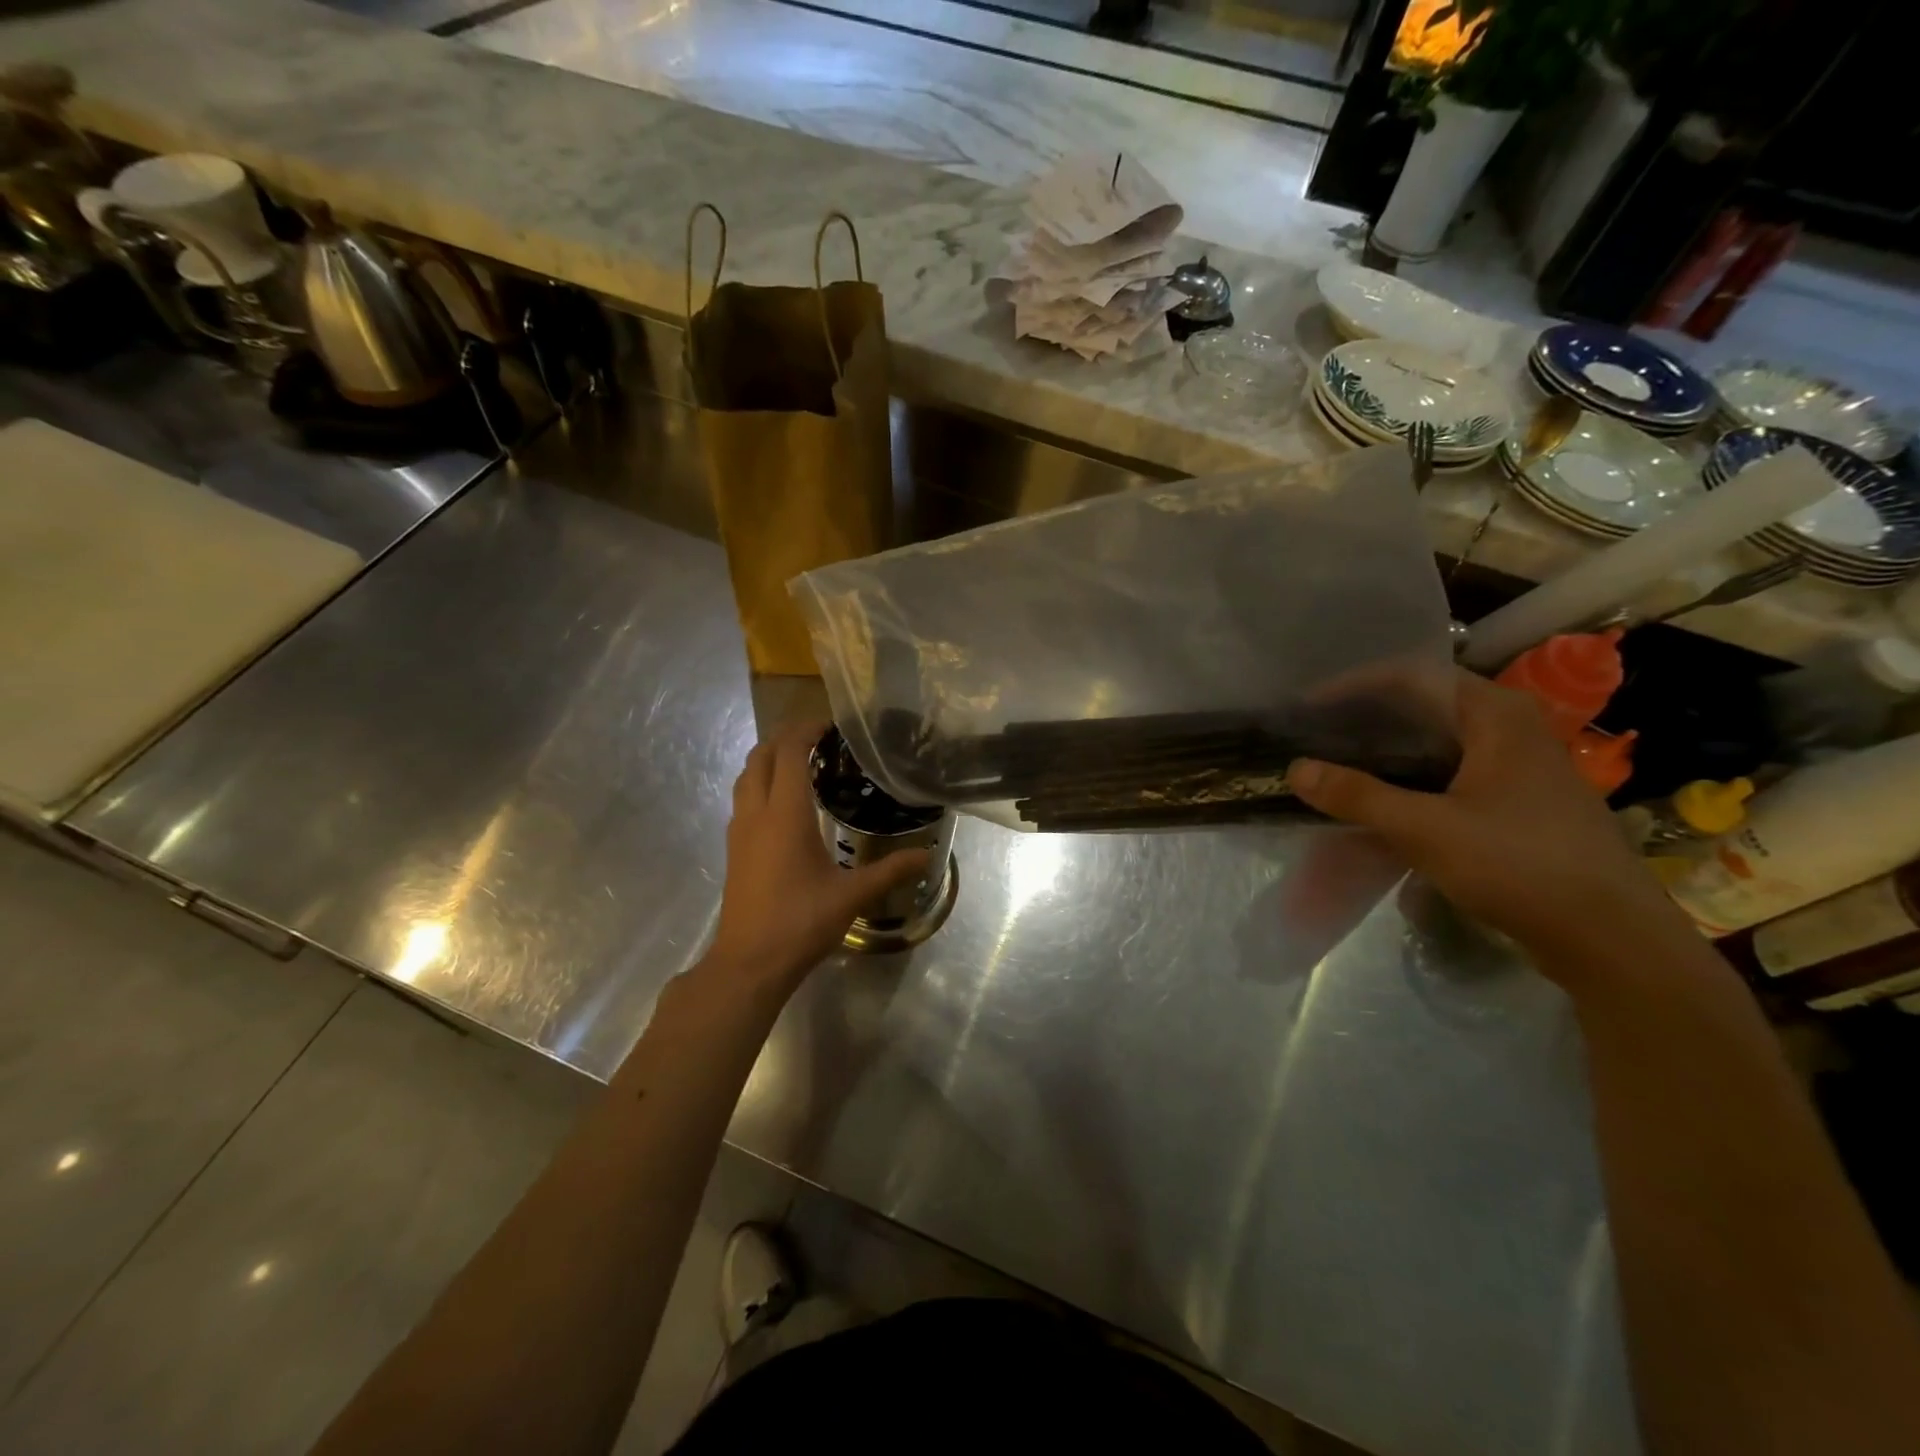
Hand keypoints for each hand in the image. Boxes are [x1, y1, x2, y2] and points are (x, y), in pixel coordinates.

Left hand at [708, 719, 930, 987]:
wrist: (749, 963)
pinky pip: (744, 798)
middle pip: (761, 756)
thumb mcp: (852, 896)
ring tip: (802, 761)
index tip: (831, 723)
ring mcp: (739, 831)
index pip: (790, 753)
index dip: (806, 730)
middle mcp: (756, 813)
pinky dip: (761, 782)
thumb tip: (927, 856)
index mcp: (784, 814)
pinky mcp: (734, 848)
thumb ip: (890, 871)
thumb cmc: (800, 923)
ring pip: (747, 776)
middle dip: (786, 737)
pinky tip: (785, 802)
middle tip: (819, 737)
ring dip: (769, 759)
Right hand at [1287, 670, 1686, 974]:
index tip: (1308, 706)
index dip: (1354, 686)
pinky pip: (1451, 773)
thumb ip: (1357, 796)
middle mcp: (1512, 729)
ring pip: (1438, 742)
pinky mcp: (1520, 803)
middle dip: (1366, 717)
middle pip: (1425, 705)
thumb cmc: (1520, 865)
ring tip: (1336, 763)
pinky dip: (1410, 778)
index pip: (1412, 676)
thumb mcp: (1426, 830)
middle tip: (1315, 734)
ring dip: (1387, 750)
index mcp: (1496, 715)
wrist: (1611, 939)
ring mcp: (1520, 767)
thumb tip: (1295, 768)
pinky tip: (1380, 801)